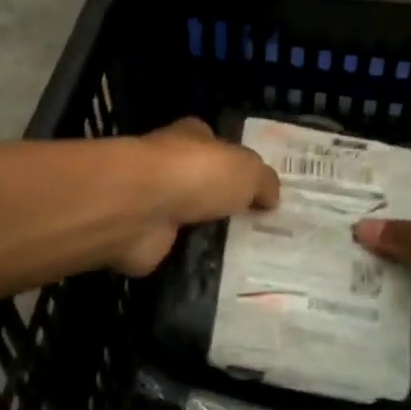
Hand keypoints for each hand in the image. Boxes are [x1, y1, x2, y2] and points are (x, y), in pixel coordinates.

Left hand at [112, 118, 279, 276]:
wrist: (140, 207)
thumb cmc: (196, 174)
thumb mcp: (247, 171)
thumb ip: (263, 181)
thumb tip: (271, 196)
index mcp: (192, 137)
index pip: (215, 144)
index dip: (235, 162)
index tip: (258, 189)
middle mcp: (170, 166)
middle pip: (202, 183)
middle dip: (224, 201)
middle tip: (259, 227)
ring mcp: (154, 203)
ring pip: (189, 217)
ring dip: (208, 232)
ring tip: (246, 254)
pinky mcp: (145, 237)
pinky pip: (176, 248)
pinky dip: (191, 258)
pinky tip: (218, 272)